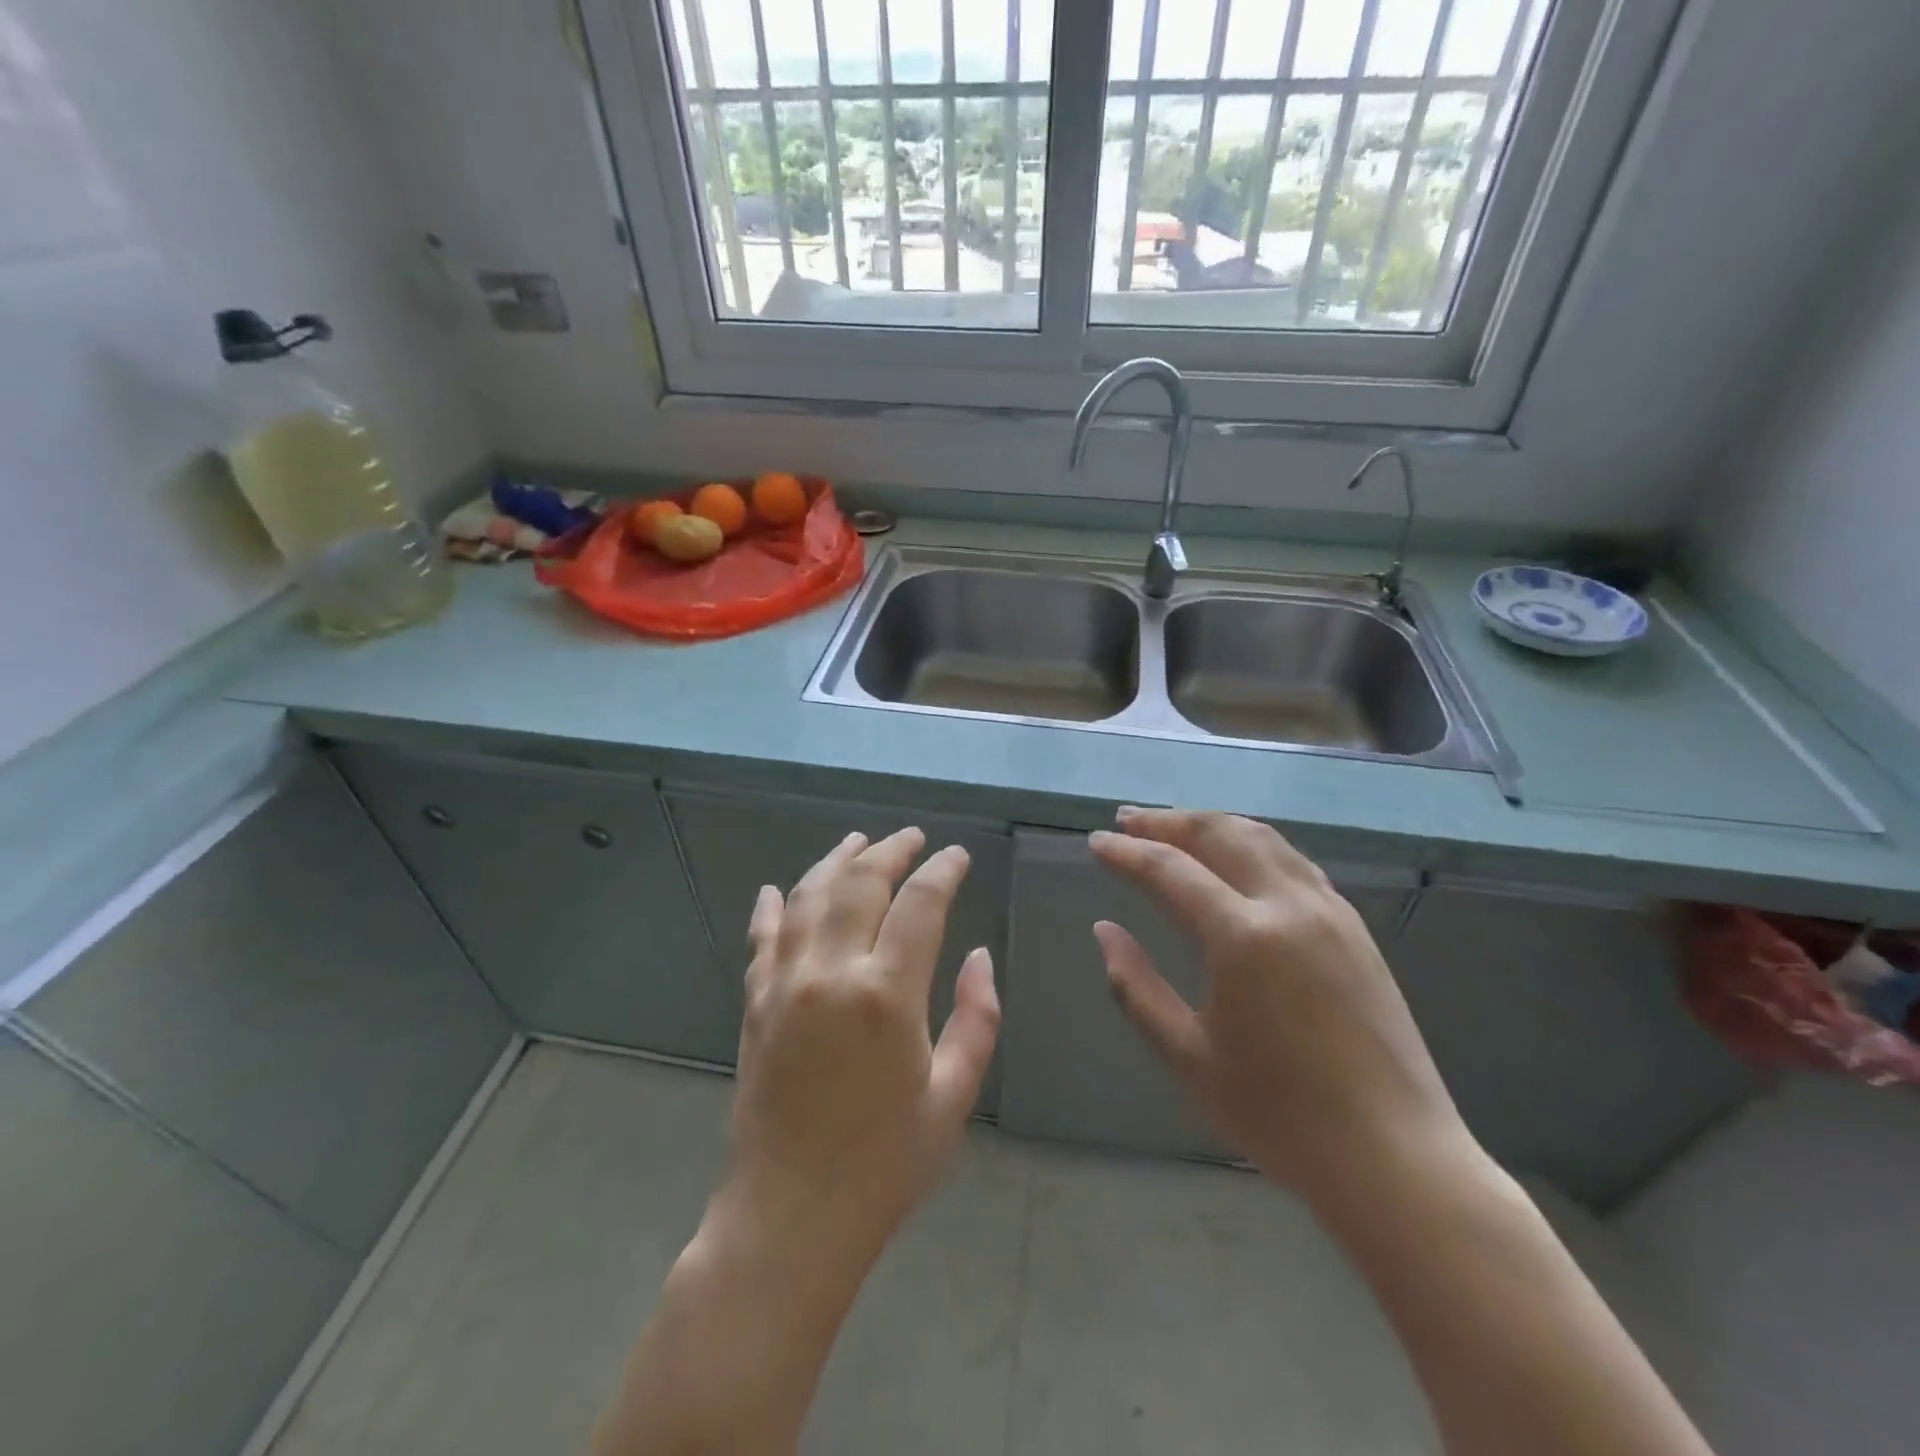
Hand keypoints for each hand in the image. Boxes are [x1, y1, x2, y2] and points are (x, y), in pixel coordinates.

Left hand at [716, 827, 1000, 1264]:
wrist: (791, 1217)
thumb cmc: (886, 1164)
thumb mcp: (953, 1096)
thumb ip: (975, 1018)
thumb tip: (978, 956)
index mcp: (886, 994)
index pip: (920, 904)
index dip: (942, 871)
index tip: (957, 856)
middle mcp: (830, 973)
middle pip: (860, 884)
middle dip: (890, 851)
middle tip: (912, 837)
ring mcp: (784, 985)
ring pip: (806, 898)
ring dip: (834, 862)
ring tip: (856, 841)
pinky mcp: (754, 1005)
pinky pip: (761, 939)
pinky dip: (769, 907)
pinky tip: (774, 889)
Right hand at [1089, 807, 1466, 1199]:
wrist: (1395, 1159)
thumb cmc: (1279, 1115)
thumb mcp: (1187, 1057)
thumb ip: (1135, 987)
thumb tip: (1104, 930)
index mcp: (1243, 938)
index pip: (1170, 870)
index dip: (1127, 852)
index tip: (1096, 842)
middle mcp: (1289, 906)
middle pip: (1220, 834)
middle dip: (1168, 821)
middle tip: (1128, 818)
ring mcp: (1330, 912)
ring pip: (1263, 838)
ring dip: (1212, 824)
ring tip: (1175, 827)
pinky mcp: (1355, 928)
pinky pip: (1294, 861)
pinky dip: (1253, 844)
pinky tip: (1238, 859)